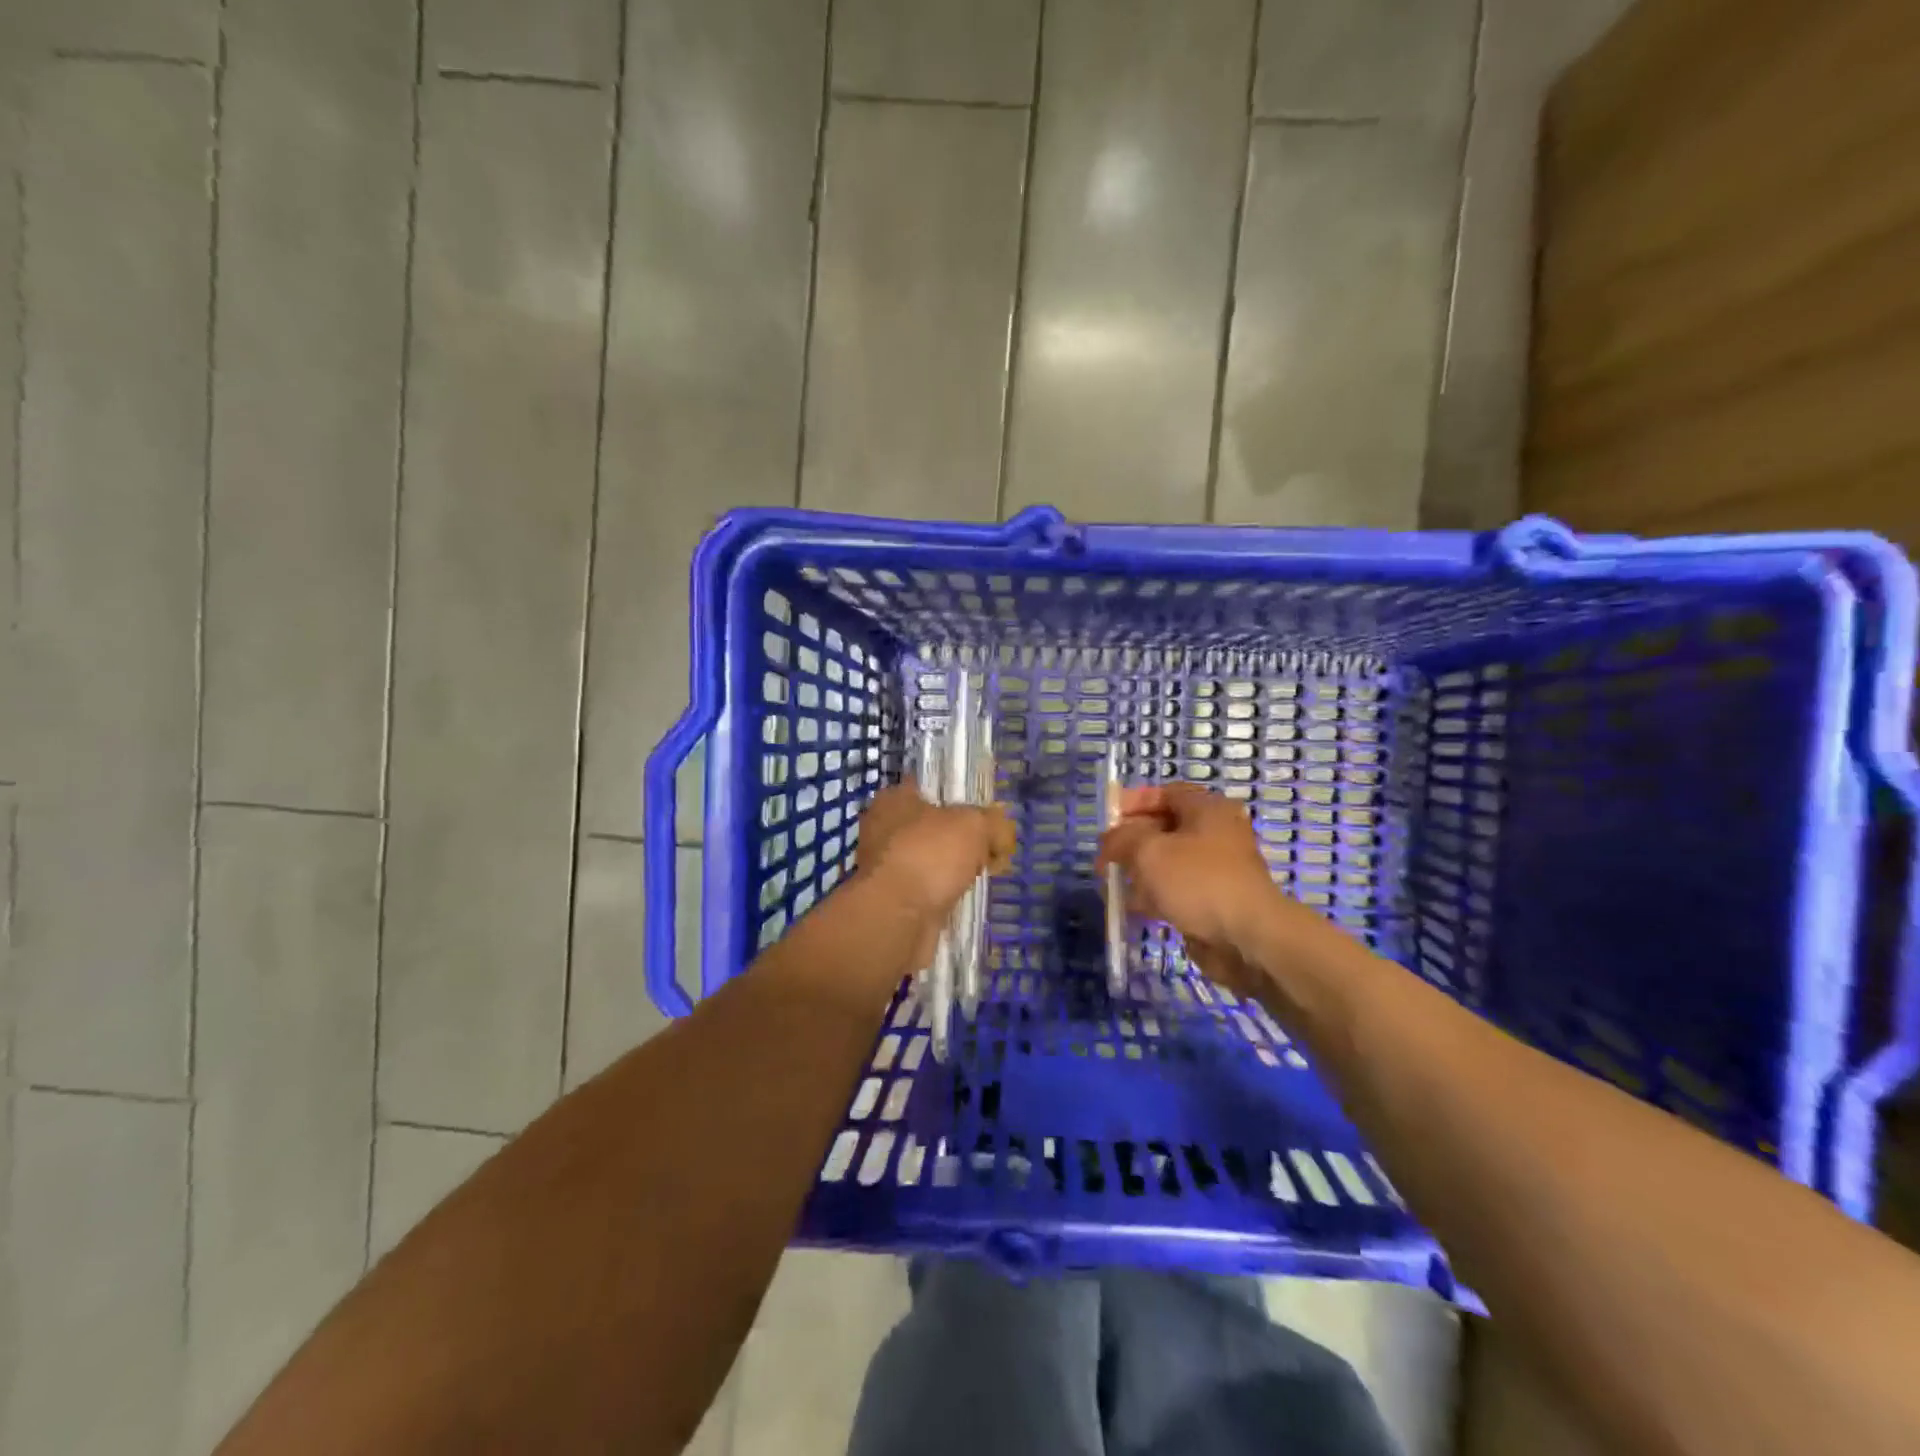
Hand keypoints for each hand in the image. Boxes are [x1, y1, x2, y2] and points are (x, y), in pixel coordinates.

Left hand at [857, 779, 1014, 930]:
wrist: (898, 916)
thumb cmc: (930, 855)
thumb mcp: (975, 826)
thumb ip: (994, 823)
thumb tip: (1002, 835)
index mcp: (893, 799)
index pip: (928, 789)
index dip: (958, 799)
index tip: (983, 815)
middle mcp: (882, 829)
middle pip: (931, 827)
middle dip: (959, 839)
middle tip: (988, 849)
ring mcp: (884, 866)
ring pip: (929, 860)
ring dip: (951, 869)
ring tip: (980, 876)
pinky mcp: (890, 899)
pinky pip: (925, 889)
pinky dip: (942, 893)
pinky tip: (961, 899)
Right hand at [1096, 783, 1298, 996]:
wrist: (1247, 939)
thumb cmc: (1198, 881)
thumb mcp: (1149, 851)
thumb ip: (1121, 839)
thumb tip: (1109, 842)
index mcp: (1208, 809)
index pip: (1165, 793)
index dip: (1133, 802)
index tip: (1108, 819)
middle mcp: (1215, 834)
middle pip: (1164, 828)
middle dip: (1131, 841)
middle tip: (1106, 856)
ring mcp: (1216, 869)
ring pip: (1168, 862)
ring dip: (1139, 871)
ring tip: (1112, 884)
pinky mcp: (1214, 901)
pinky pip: (1176, 890)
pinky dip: (1154, 895)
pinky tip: (1133, 907)